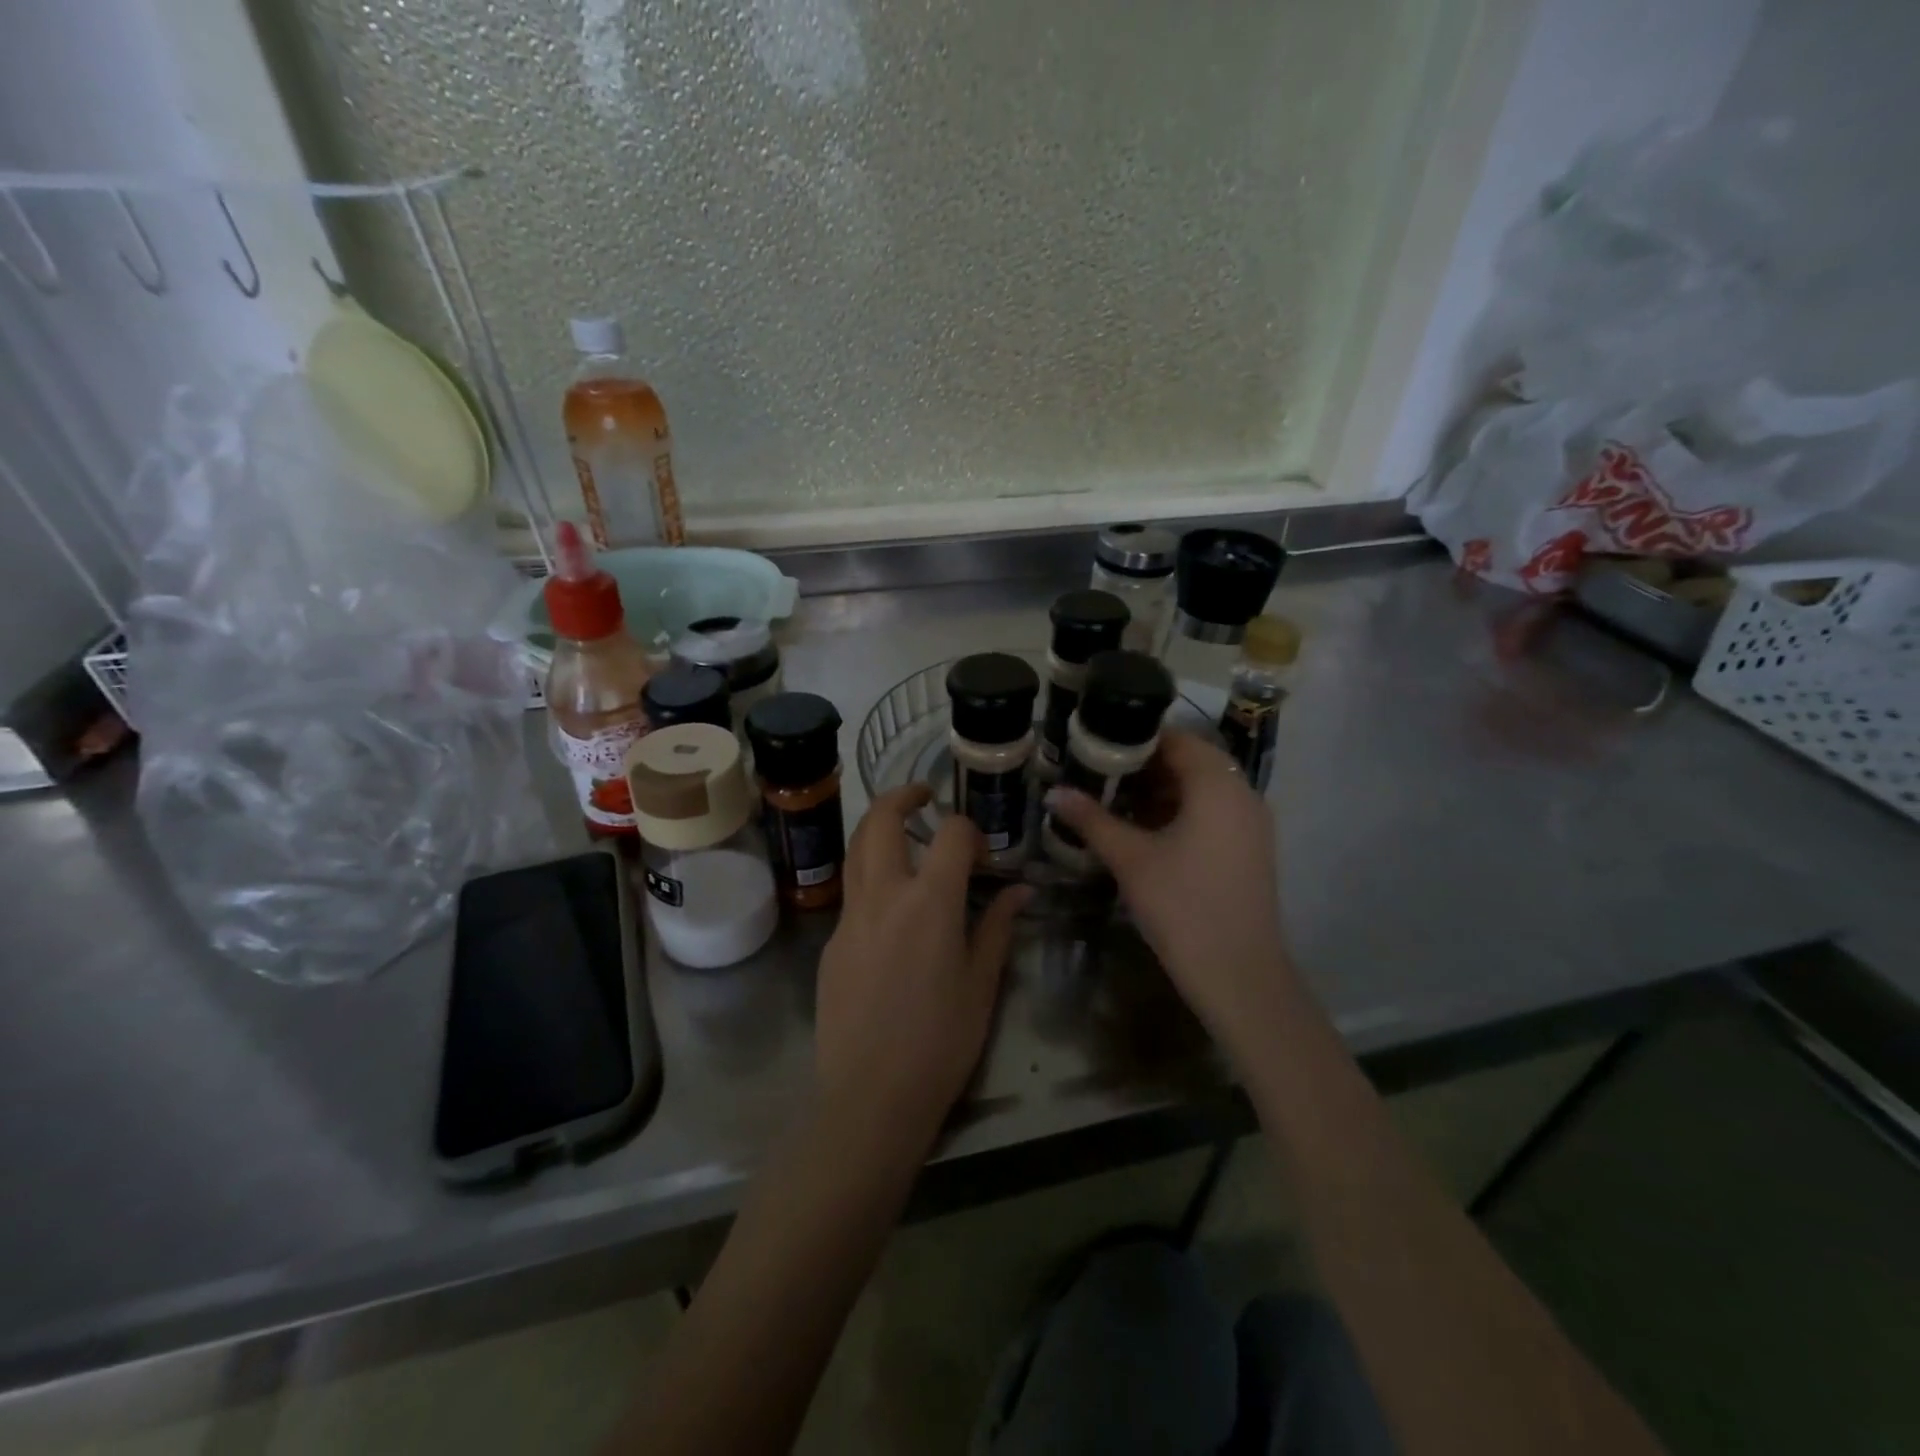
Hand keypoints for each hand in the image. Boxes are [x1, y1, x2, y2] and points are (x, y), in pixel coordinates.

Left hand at [813, 785, 1028, 1152]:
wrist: (870, 1097)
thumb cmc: (940, 1042)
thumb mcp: (982, 984)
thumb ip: (998, 927)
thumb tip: (1019, 890)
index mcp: (929, 901)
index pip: (951, 834)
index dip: (970, 831)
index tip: (982, 852)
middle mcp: (883, 895)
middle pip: (882, 820)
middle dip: (903, 796)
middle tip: (924, 796)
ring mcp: (849, 917)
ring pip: (856, 849)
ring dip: (878, 828)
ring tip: (904, 834)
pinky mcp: (831, 943)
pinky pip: (851, 893)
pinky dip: (871, 877)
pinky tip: (892, 909)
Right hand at [1043, 731, 1295, 1044]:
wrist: (1238, 974)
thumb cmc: (1183, 905)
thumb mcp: (1131, 858)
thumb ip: (1091, 819)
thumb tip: (1053, 792)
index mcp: (1217, 784)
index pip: (1177, 739)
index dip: (1136, 738)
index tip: (1098, 746)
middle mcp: (1242, 794)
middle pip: (1191, 762)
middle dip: (1145, 766)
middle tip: (1100, 773)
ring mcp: (1251, 823)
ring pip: (1202, 789)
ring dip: (1162, 790)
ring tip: (1115, 800)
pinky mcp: (1249, 849)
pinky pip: (1213, 812)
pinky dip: (1181, 811)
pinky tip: (1145, 830)